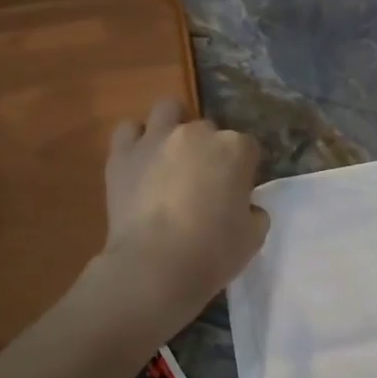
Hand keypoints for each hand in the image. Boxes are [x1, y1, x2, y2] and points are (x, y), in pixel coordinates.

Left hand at [102, 98, 268, 331]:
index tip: (239, 191)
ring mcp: (155, 139)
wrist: (155, 267)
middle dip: (209, 150)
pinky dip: (136, 139)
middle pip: (209, 130)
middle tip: (204, 181)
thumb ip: (254, 212)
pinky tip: (141, 160)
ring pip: (168, 110)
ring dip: (174, 125)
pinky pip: (128, 130)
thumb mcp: (254, 236)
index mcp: (235, 149)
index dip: (244, 169)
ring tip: (173, 155)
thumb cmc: (213, 252)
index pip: (248, 147)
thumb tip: (245, 207)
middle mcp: (197, 133)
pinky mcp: (122, 154)